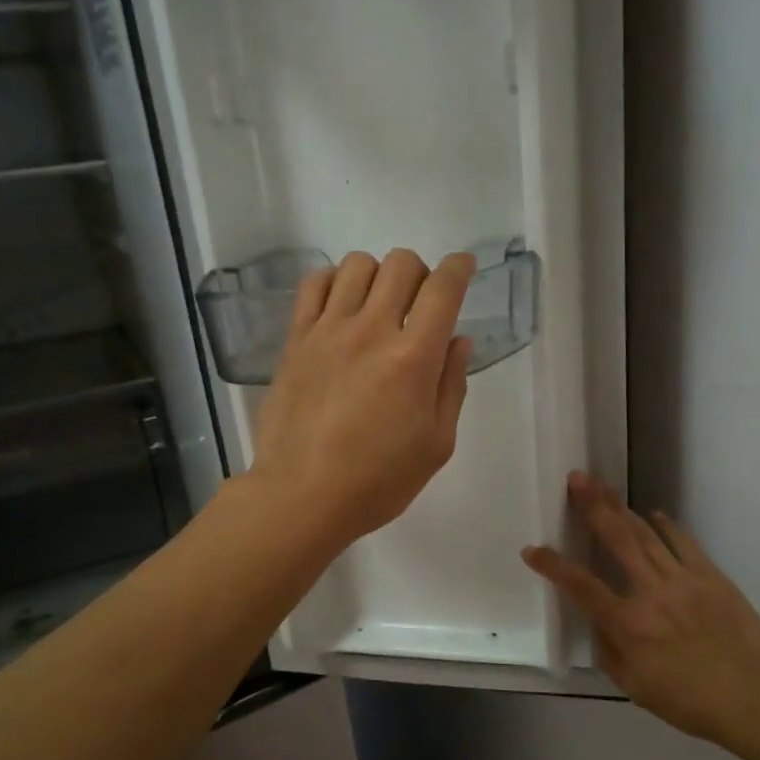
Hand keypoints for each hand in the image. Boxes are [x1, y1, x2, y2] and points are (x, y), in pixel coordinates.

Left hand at [249, 249, 476, 548]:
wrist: (302, 495)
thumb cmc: (378, 480)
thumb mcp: (436, 444)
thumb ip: (451, 386)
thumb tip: (458, 341)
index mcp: (413, 359)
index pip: (443, 289)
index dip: (460, 268)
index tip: (464, 268)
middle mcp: (371, 330)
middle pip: (402, 264)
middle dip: (422, 273)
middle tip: (420, 305)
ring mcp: (328, 330)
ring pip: (358, 265)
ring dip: (379, 276)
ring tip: (379, 308)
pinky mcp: (296, 339)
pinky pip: (315, 283)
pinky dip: (335, 282)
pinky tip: (342, 307)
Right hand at [523, 473, 759, 746]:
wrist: (757, 698)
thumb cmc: (691, 702)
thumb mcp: (636, 688)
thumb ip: (609, 652)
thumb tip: (599, 624)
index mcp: (628, 624)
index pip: (581, 586)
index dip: (553, 566)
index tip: (532, 549)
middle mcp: (651, 592)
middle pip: (616, 540)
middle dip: (593, 507)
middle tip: (577, 479)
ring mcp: (684, 579)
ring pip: (646, 535)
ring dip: (622, 508)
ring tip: (603, 487)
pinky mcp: (711, 576)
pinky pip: (684, 542)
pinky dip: (666, 525)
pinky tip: (653, 514)